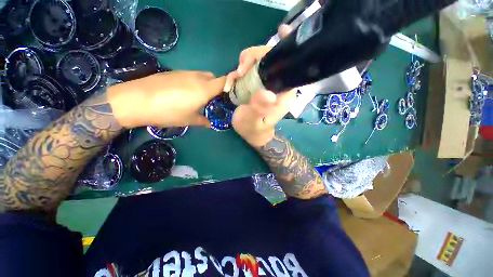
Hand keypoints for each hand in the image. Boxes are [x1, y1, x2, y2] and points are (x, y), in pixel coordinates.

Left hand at [108, 71, 224, 127]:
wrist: (136, 100)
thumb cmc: (168, 112)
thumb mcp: (189, 120)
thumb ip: (203, 121)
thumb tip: (210, 124)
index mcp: (204, 89)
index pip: (224, 81)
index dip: (230, 85)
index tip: (230, 94)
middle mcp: (197, 77)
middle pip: (214, 77)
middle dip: (218, 86)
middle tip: (214, 99)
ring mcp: (185, 73)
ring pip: (203, 75)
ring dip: (206, 84)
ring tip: (199, 97)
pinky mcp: (174, 72)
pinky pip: (191, 75)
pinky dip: (194, 82)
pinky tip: (185, 93)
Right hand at [228, 24, 295, 146]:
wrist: (251, 134)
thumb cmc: (254, 129)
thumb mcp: (254, 122)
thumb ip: (260, 109)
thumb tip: (267, 93)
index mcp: (284, 92)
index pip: (288, 64)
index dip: (281, 48)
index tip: (278, 33)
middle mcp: (277, 84)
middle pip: (270, 58)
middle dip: (252, 58)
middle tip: (239, 71)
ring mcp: (265, 83)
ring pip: (257, 62)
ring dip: (242, 65)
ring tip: (234, 79)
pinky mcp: (255, 85)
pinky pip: (248, 71)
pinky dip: (237, 73)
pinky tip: (231, 83)